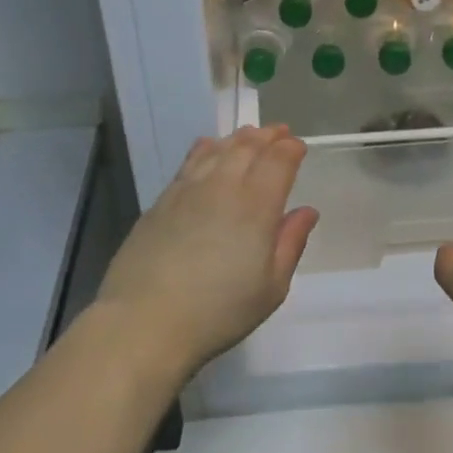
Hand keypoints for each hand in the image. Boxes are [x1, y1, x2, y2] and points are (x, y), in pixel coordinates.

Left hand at [95, 126, 318, 372]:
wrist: (146, 320)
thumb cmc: (219, 311)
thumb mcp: (271, 287)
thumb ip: (291, 243)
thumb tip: (307, 211)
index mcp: (257, 205)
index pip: (278, 161)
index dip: (291, 149)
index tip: (298, 147)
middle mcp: (223, 186)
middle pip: (248, 146)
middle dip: (267, 136)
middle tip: (279, 133)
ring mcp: (188, 190)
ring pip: (217, 149)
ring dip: (238, 138)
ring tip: (249, 136)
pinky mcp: (162, 200)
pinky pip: (190, 161)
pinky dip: (206, 148)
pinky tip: (208, 148)